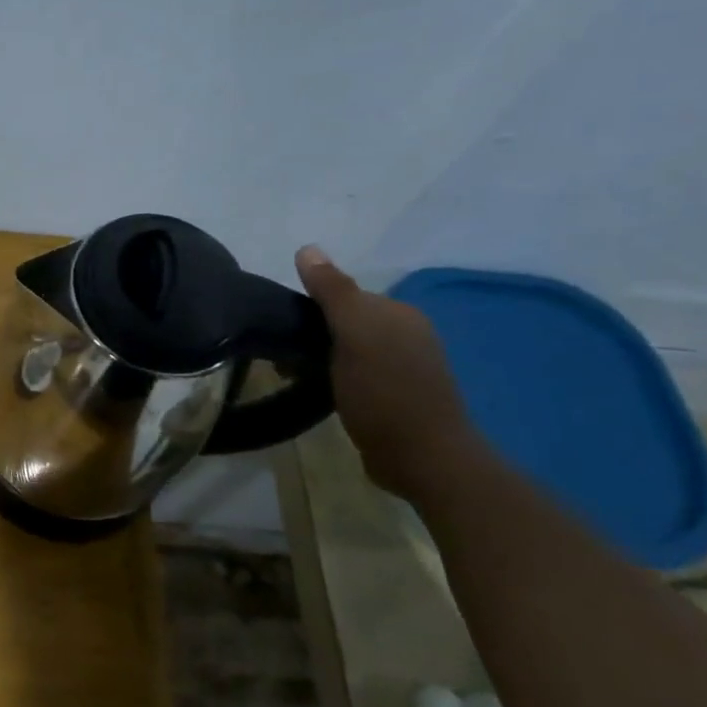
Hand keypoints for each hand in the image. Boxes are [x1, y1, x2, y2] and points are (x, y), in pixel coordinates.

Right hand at [294, 246, 484, 497]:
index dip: (310, 309)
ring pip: (349, 350)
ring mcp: (405, 368)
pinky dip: (335, 379)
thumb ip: (332, 291)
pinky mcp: (398, 397)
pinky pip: (356, 375)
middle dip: (313, 336)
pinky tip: (323, 393)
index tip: (283, 331)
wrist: (423, 458)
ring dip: (321, 360)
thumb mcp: (354, 335)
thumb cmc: (384, 391)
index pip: (344, 296)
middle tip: (284, 360)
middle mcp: (407, 334)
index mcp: (399, 314)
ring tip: (296, 377)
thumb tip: (307, 248)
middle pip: (346, 322)